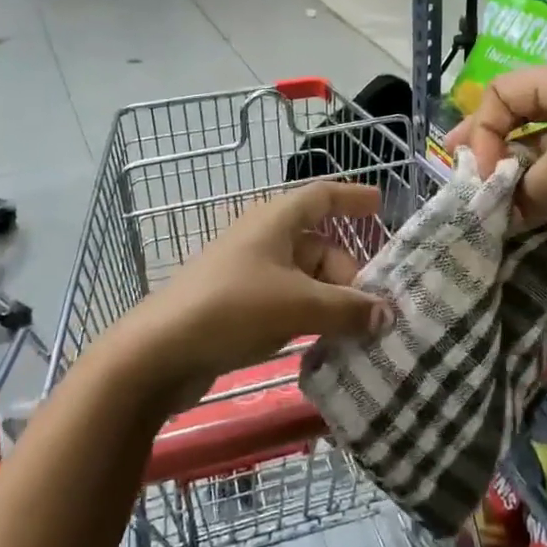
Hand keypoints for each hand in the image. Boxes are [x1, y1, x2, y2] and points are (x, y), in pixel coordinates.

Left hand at [110, 181, 394, 409]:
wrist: (161, 350)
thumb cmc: (233, 308)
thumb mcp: (298, 305)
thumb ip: (347, 308)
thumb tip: (386, 313)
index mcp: (275, 220)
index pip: (321, 196)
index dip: (351, 197)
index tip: (379, 204)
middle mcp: (263, 239)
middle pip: (318, 245)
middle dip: (348, 274)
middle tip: (372, 310)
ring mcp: (248, 272)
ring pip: (304, 278)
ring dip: (330, 300)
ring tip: (354, 332)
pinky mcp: (238, 304)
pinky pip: (286, 301)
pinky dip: (308, 315)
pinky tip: (322, 342)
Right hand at [443, 59, 546, 246]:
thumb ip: (528, 185)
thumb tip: (503, 213)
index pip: (502, 92)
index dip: (481, 129)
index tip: (479, 172)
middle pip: (515, 119)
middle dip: (488, 149)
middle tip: (460, 178)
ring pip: (536, 152)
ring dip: (513, 178)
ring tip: (487, 206)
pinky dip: (538, 194)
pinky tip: (520, 216)